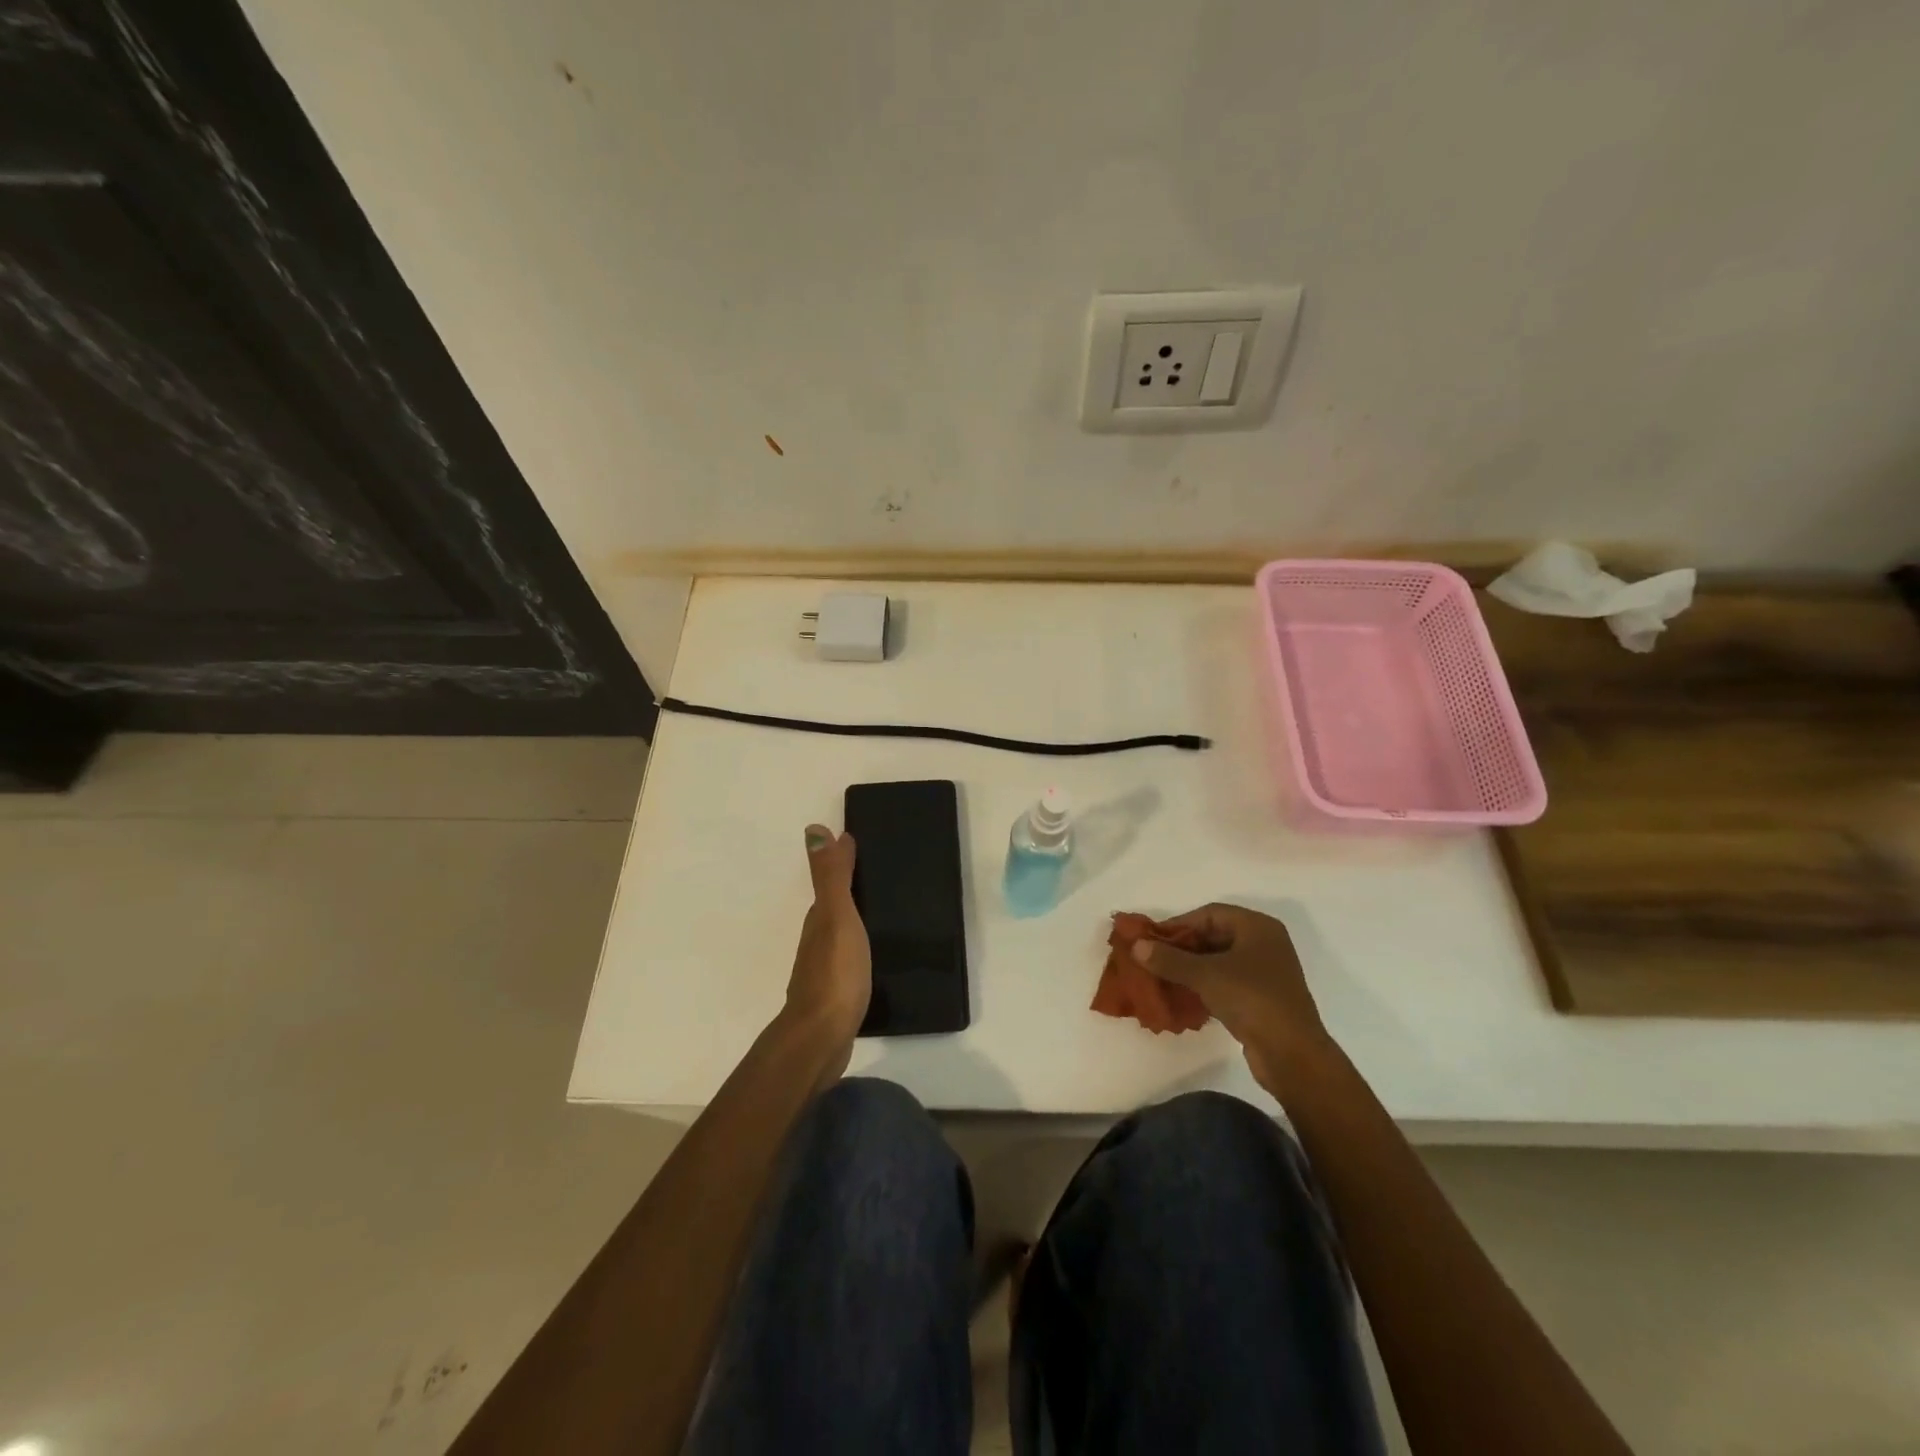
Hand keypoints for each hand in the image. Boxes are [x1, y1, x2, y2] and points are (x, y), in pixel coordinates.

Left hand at [782, 825, 871, 1072]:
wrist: (822, 1038)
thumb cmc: (834, 973)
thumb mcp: (836, 917)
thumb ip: (830, 877)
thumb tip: (815, 829)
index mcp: (819, 920)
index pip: (831, 886)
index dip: (844, 867)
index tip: (864, 849)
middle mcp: (817, 942)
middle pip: (834, 910)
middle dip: (851, 894)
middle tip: (883, 880)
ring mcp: (825, 971)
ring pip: (842, 937)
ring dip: (856, 924)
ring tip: (886, 917)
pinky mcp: (837, 997)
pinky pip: (850, 963)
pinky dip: (860, 952)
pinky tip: (876, 958)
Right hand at [1131, 903, 1331, 1094]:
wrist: (1292, 1055)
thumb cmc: (1252, 999)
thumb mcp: (1205, 975)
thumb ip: (1169, 959)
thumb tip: (1136, 946)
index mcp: (1257, 927)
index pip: (1209, 914)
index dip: (1178, 924)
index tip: (1151, 939)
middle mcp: (1264, 943)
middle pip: (1214, 936)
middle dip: (1182, 948)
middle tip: (1153, 959)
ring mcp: (1265, 972)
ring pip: (1219, 961)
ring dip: (1190, 968)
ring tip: (1162, 977)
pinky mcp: (1262, 998)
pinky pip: (1226, 982)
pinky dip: (1204, 986)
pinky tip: (1182, 996)